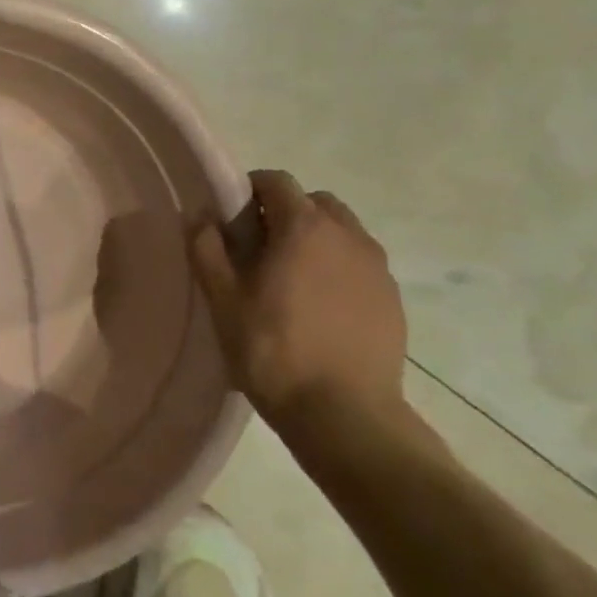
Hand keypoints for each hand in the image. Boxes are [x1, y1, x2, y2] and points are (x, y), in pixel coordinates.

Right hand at [188, 169, 408, 431]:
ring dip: (315, 240)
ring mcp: (377, 268)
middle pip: (315, 202)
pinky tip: (319, 308)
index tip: (231, 219)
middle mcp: (348, 236)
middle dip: (286, 213)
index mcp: (304, 227)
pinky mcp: (393, 299)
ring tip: (291, 280)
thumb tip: (203, 218)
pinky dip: (338, 269)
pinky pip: (360, 265)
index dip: (249, 191)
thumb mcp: (222, 299)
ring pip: (342, 233)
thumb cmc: (272, 349)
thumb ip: (207, 249)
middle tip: (259, 248)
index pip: (277, 182)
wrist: (344, 414)